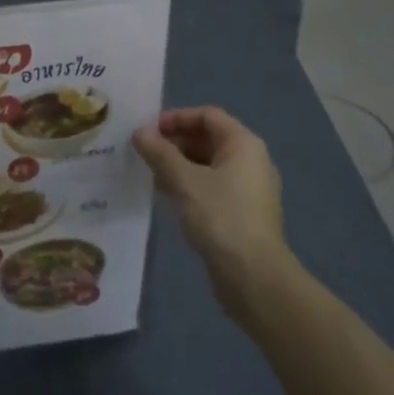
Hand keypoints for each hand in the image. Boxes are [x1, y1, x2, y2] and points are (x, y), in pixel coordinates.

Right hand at [133, 107, 292, 319]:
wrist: (254, 278)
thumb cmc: (221, 217)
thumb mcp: (184, 180)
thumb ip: (159, 152)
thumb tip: (139, 132)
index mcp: (243, 145)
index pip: (208, 116)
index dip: (177, 118)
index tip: (150, 131)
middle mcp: (250, 161)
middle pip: (208, 138)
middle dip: (174, 142)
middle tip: (144, 152)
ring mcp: (247, 189)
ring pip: (207, 164)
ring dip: (178, 164)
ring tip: (149, 172)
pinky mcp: (241, 213)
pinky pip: (211, 186)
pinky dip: (188, 184)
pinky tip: (165, 195)